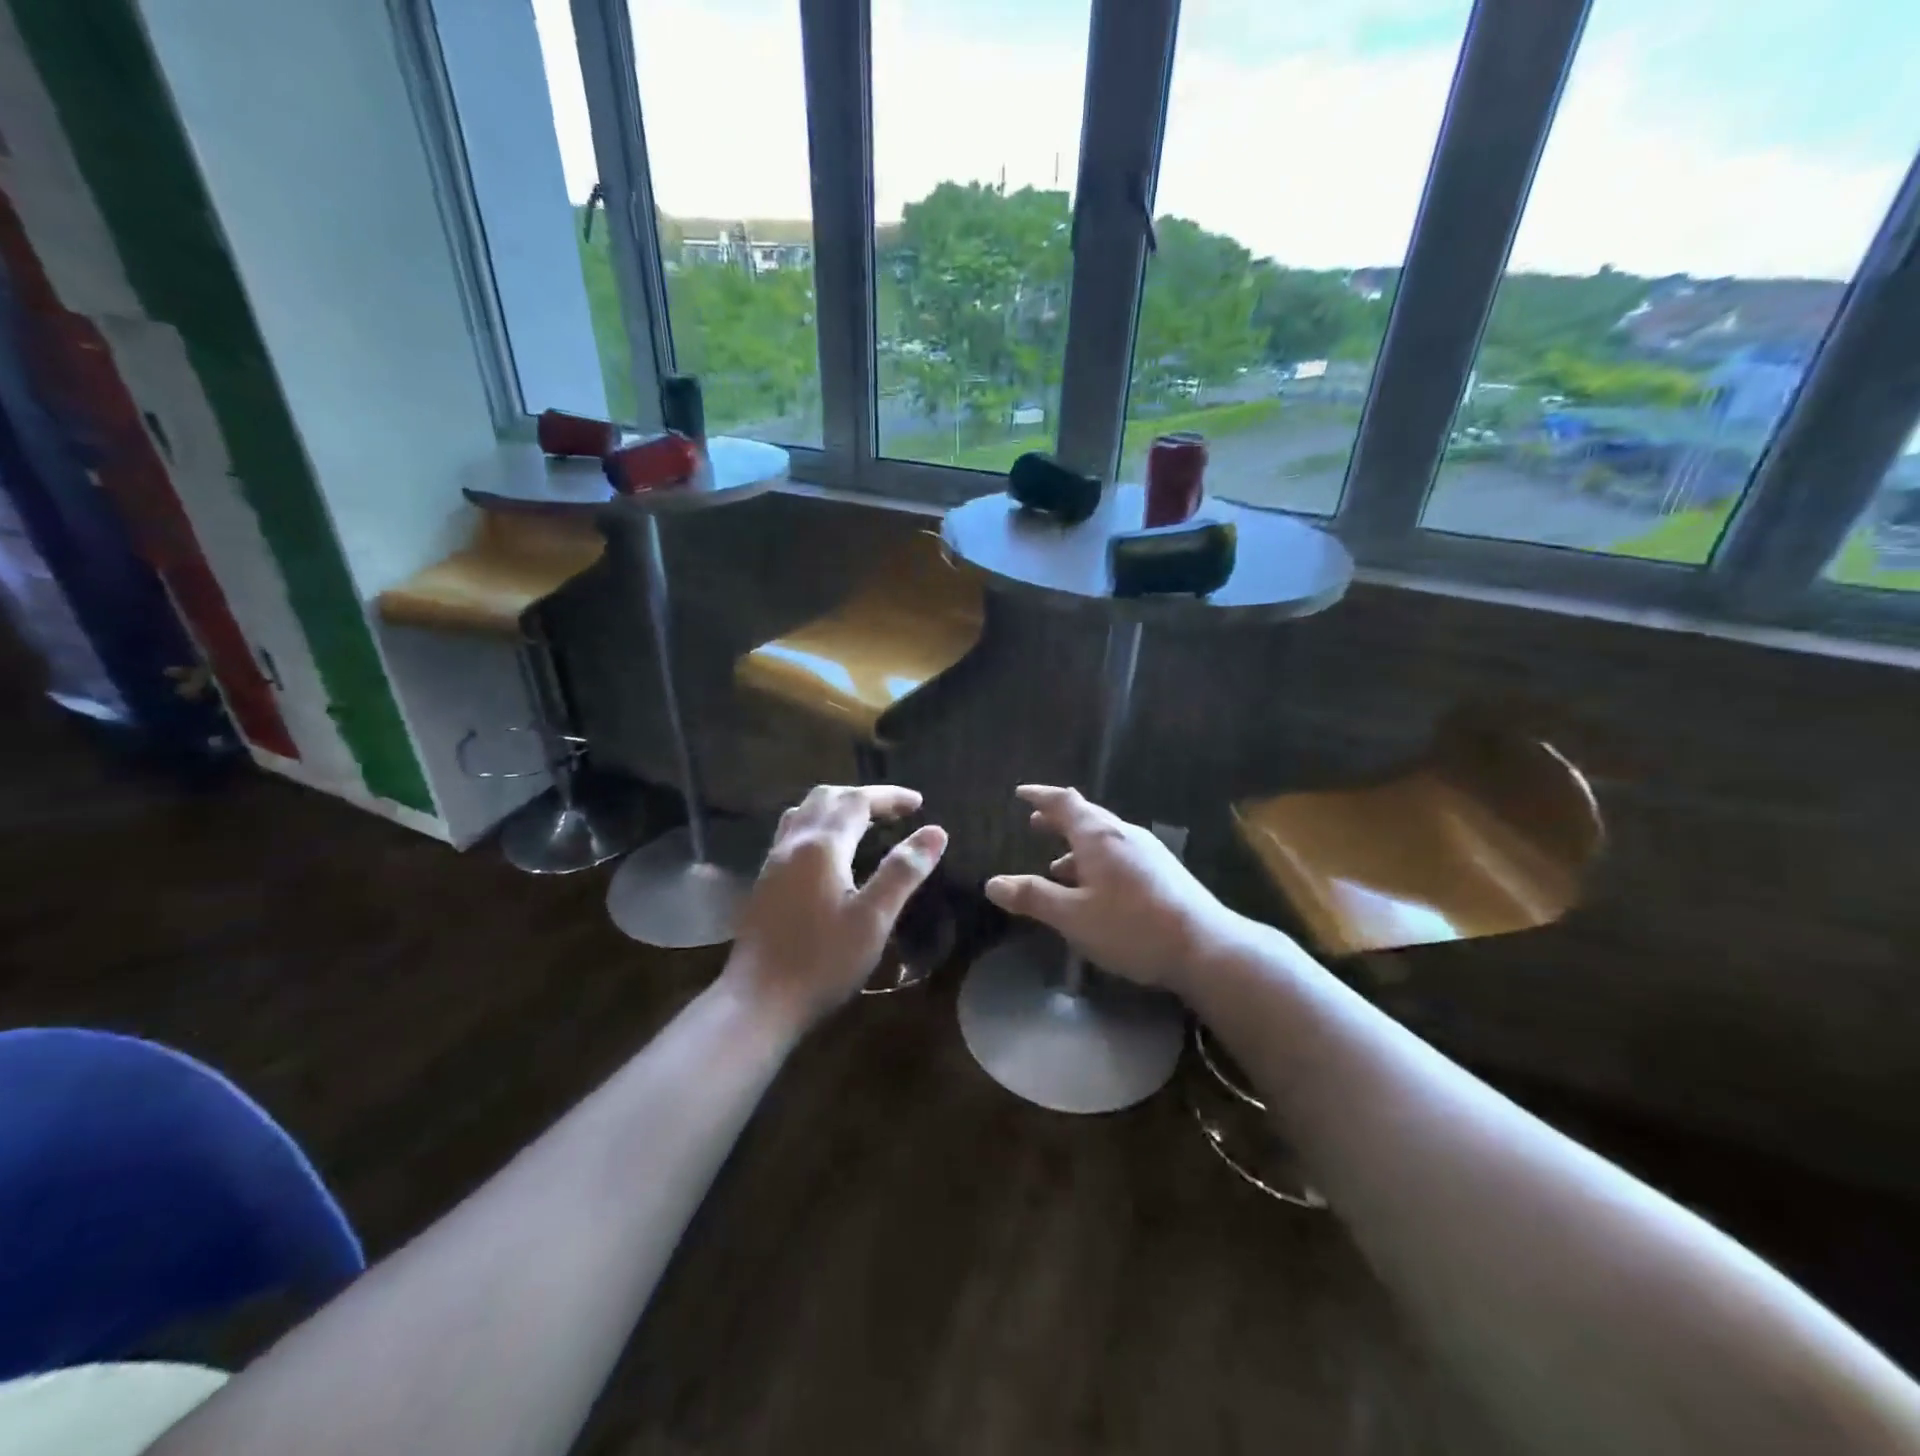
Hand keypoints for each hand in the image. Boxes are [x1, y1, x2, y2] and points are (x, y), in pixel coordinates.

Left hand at [722, 784, 947, 1031]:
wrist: (758, 1002)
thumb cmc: (822, 962)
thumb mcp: (873, 919)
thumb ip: (902, 872)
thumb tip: (935, 832)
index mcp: (822, 846)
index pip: (857, 801)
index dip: (889, 796)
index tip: (919, 802)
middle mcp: (793, 844)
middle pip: (826, 798)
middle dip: (862, 797)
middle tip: (894, 812)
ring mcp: (773, 862)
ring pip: (804, 812)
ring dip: (836, 807)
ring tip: (864, 824)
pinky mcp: (764, 882)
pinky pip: (792, 833)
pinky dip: (818, 825)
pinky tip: (830, 854)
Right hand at [984, 785, 1242, 995]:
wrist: (1205, 947)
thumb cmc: (1131, 927)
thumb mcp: (1072, 916)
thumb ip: (1033, 897)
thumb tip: (992, 883)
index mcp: (1099, 836)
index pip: (1064, 803)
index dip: (1040, 796)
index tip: (1021, 793)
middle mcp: (1124, 834)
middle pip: (1086, 816)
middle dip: (1058, 819)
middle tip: (1035, 823)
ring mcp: (1148, 852)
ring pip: (1104, 839)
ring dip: (1077, 846)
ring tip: (1056, 865)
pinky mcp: (1163, 872)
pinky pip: (1119, 855)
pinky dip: (1096, 862)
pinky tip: (1095, 889)